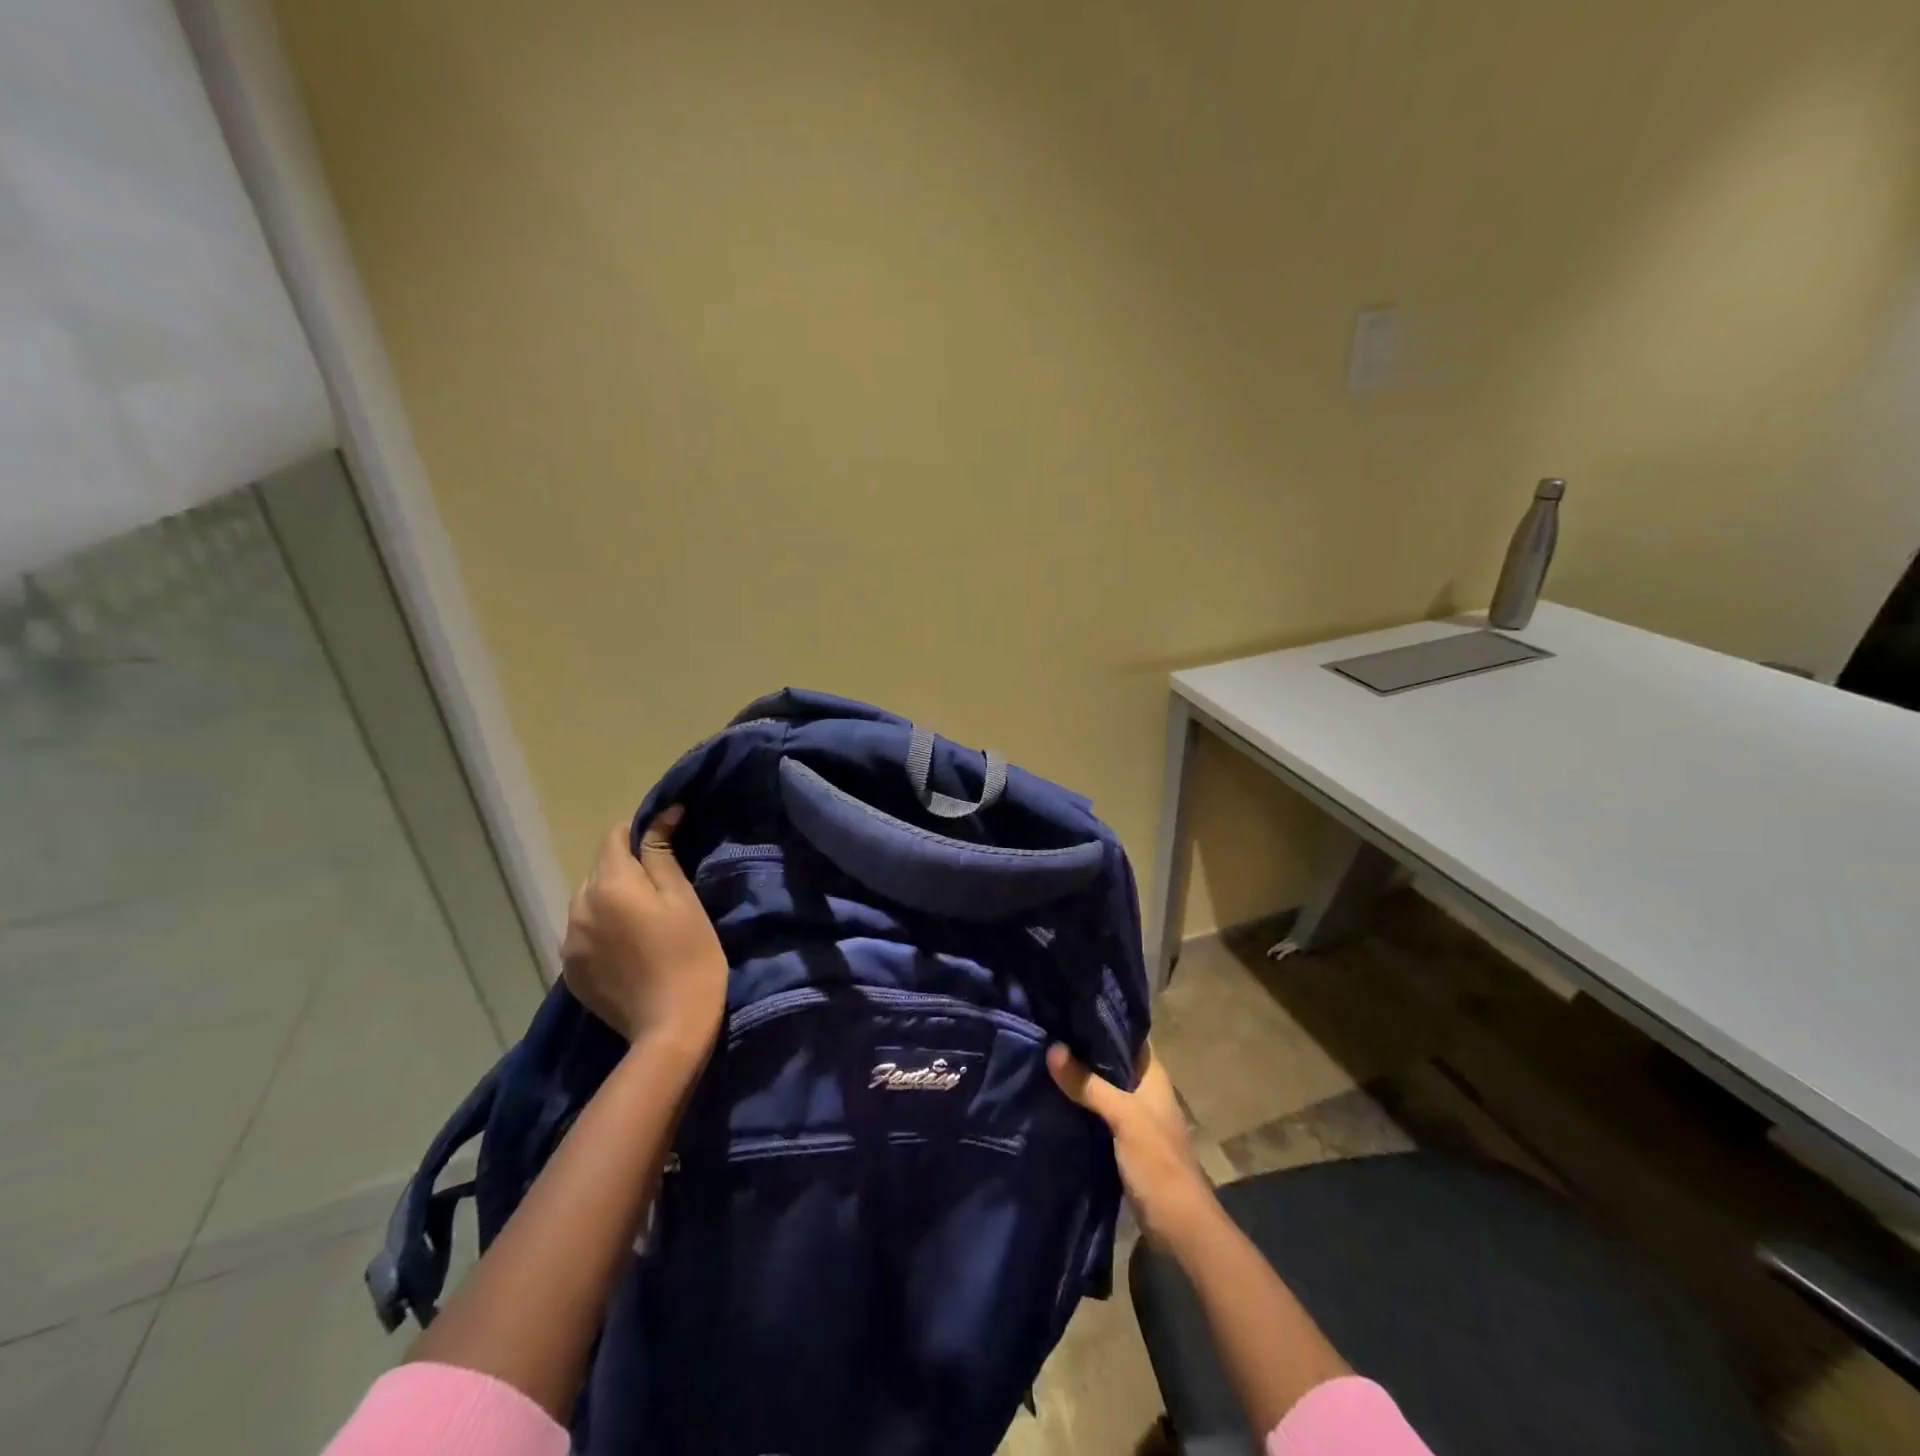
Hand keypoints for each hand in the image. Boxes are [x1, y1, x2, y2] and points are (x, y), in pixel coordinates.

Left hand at [561, 808, 727, 1057]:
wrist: (671, 1028)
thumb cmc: (690, 955)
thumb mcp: (683, 899)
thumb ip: (662, 854)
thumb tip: (661, 814)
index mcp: (609, 885)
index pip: (614, 837)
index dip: (640, 833)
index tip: (667, 844)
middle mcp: (578, 907)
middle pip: (600, 870)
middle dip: (626, 869)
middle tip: (662, 890)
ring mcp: (569, 941)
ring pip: (589, 901)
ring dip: (612, 900)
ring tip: (644, 922)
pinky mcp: (569, 970)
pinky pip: (583, 932)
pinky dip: (602, 929)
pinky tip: (629, 949)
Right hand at [1047, 1041, 1215, 1242]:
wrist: (1179, 1227)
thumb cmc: (1158, 1163)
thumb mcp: (1123, 1117)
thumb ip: (1089, 1084)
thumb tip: (1052, 1048)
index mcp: (1153, 1076)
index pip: (1127, 1035)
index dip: (1102, 1021)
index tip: (1068, 1007)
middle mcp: (1144, 1091)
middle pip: (1111, 1061)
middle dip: (1083, 1049)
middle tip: (1046, 1031)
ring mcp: (1135, 1118)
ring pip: (1102, 1088)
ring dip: (1079, 1078)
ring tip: (1043, 1058)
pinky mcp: (1123, 1142)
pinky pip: (1097, 1113)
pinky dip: (1079, 1106)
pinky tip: (1053, 1099)